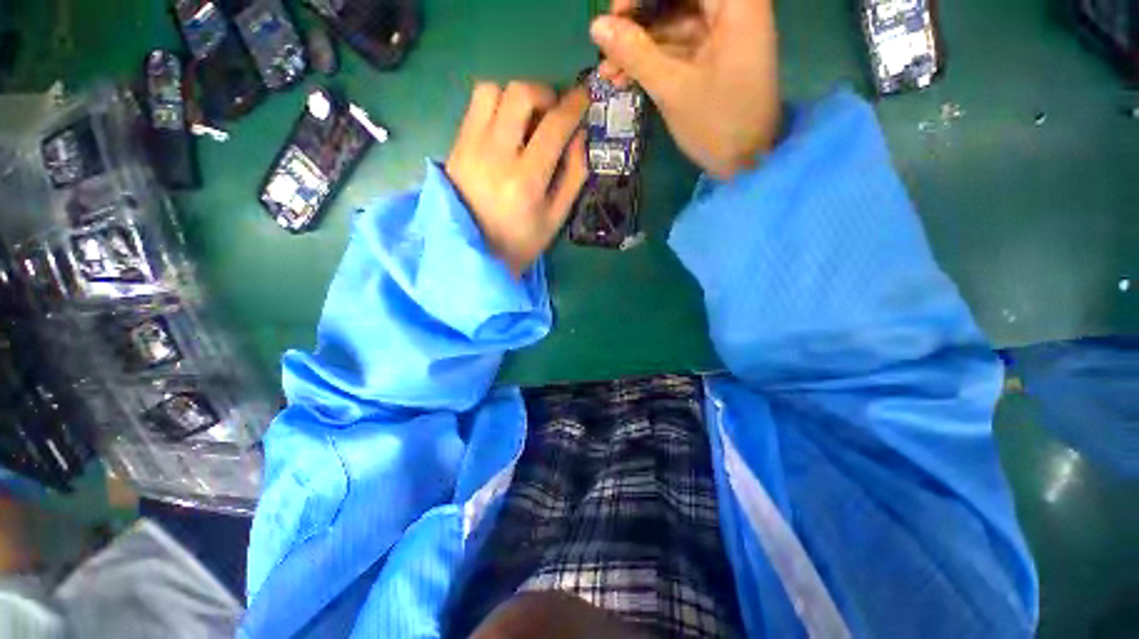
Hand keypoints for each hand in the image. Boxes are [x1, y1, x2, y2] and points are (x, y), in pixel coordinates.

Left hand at [446, 82, 588, 274]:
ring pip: (492, 90)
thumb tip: (581, 135)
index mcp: (526, 181)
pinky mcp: (456, 146)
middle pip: (520, 94)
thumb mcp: (556, 218)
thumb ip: (574, 176)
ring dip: (516, 97)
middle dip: (545, 94)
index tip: (584, 97)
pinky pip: (474, 106)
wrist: (474, 254)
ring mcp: (470, 148)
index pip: (554, 126)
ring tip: (526, 120)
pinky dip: (495, 106)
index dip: (574, 105)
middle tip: (553, 113)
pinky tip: (505, 128)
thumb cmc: (522, 242)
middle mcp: (496, 156)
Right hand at [591, 0, 780, 179]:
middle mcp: (732, 8)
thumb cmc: (717, 125)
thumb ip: (635, 54)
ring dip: (638, 47)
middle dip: (637, 21)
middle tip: (607, 45)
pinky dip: (651, 61)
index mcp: (735, 3)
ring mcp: (722, 32)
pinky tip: (624, 79)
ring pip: (671, 23)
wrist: (747, 162)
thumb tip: (596, 26)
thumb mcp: (672, 89)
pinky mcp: (713, 55)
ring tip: (607, 73)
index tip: (613, 15)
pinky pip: (676, 47)